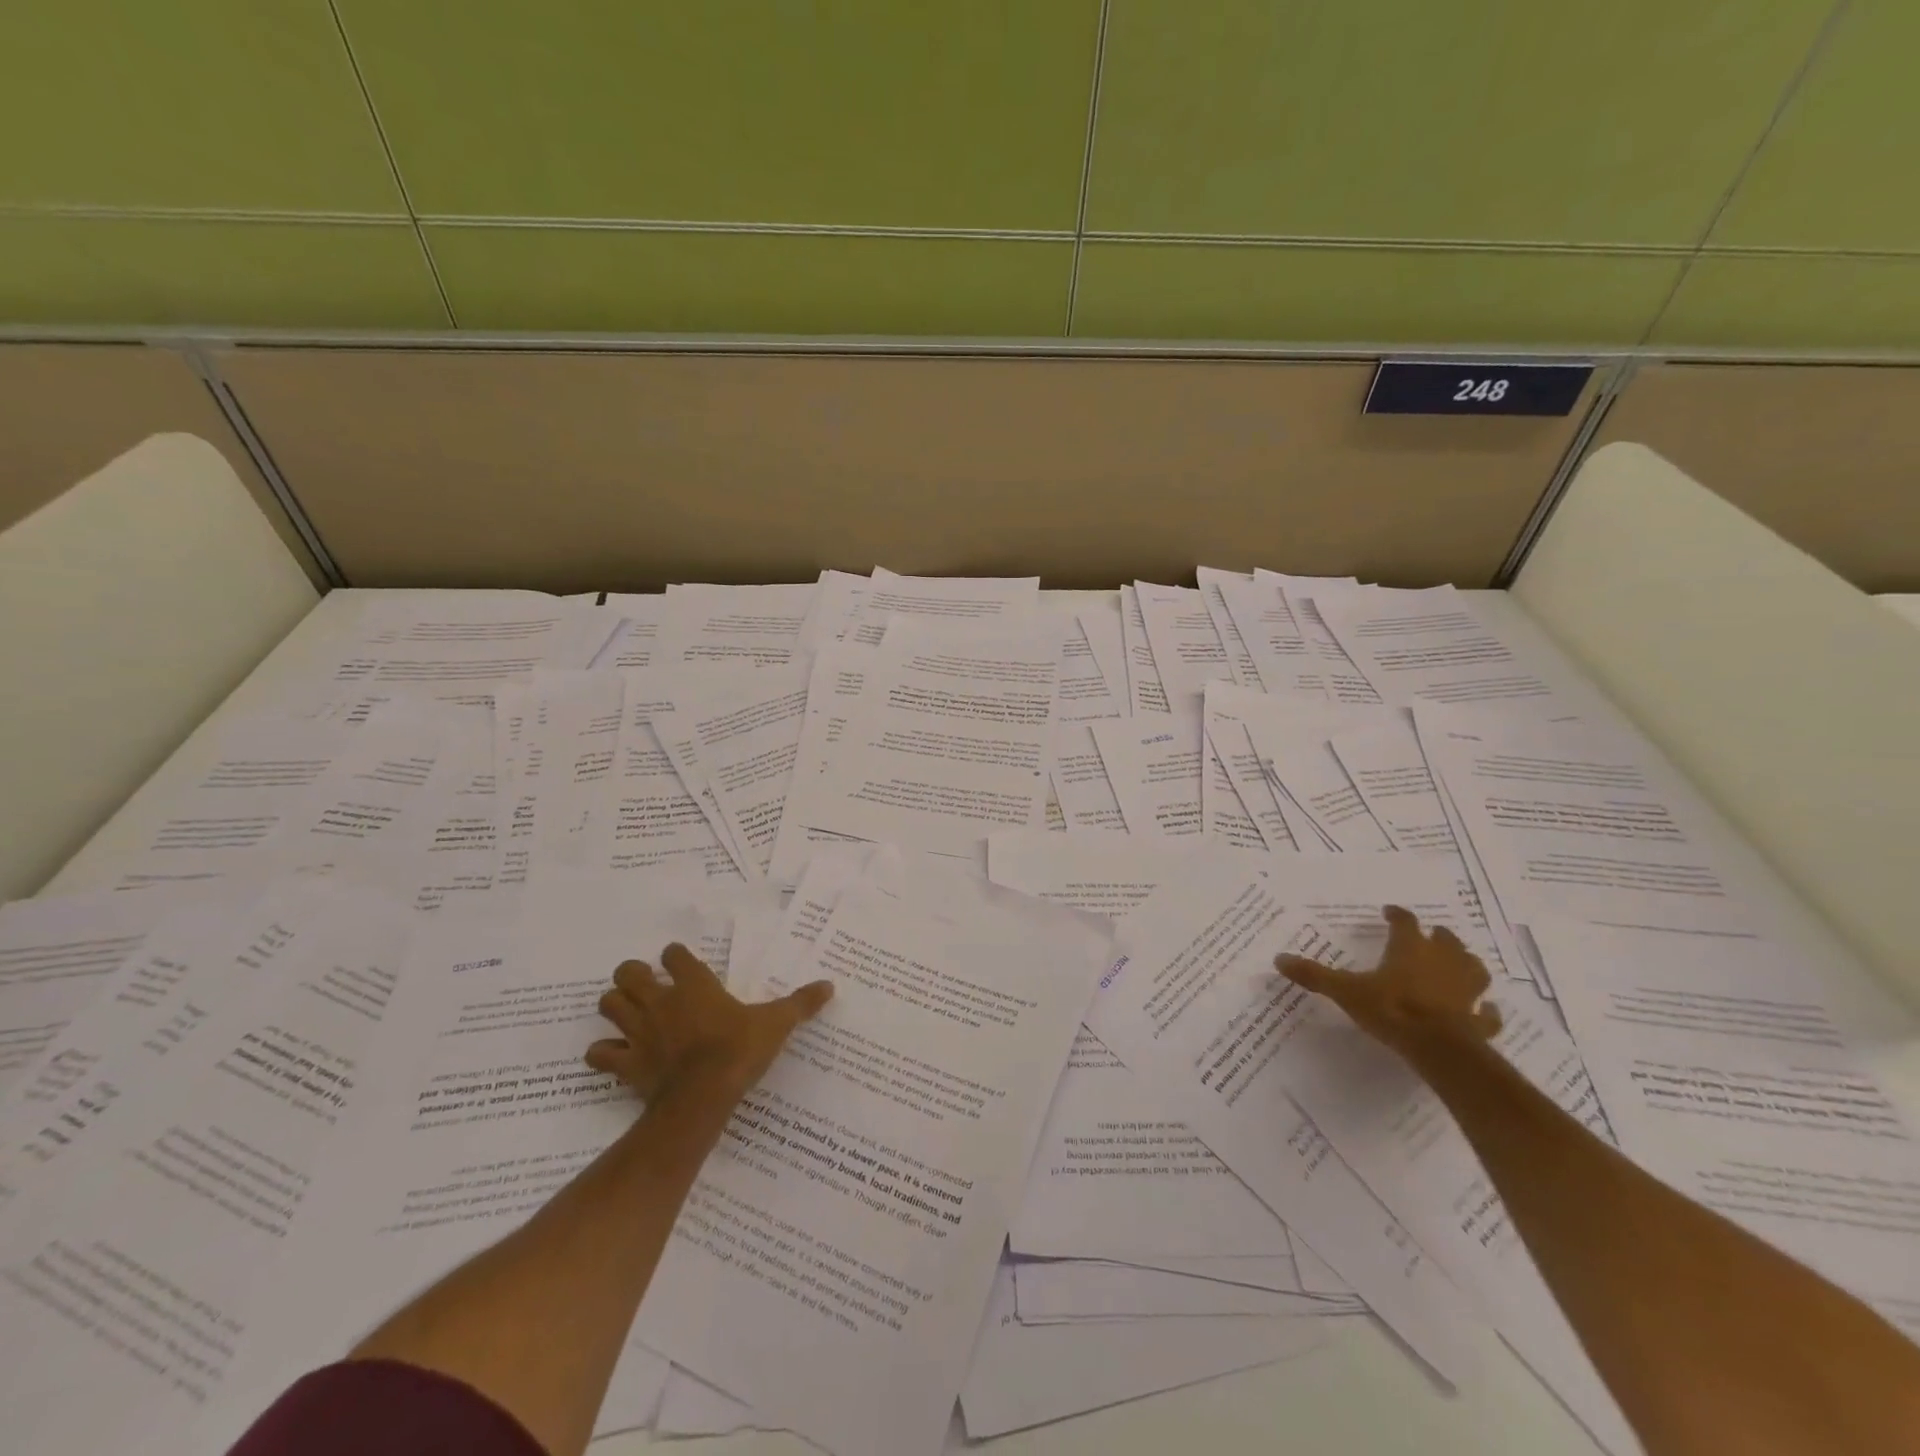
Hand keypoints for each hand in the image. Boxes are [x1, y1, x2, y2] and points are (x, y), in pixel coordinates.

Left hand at [587, 943, 832, 1107]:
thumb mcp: (776, 1023)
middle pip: (628, 973)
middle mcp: (661, 1000)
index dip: (675, 956)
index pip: (675, 955)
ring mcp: (638, 1031)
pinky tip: (614, 1055)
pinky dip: (602, 1053)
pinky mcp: (625, 1062)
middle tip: (647, 985)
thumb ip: (800, 1003)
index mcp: (694, 985)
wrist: (703, 1096)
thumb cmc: (739, 1051)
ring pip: (608, 1005)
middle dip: (632, 975)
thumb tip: (829, 985)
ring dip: (615, 1006)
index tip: (681, 962)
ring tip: (628, 1013)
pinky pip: (598, 1053)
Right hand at [1276, 905, 1501, 1061]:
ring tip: (1459, 965)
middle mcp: (1442, 961)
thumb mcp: (1345, 990)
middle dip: (1437, 937)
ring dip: (1466, 964)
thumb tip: (1278, 958)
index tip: (1389, 913)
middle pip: (1446, 940)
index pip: (1405, 922)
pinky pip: (1488, 1013)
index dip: (1398, 916)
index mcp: (1410, 948)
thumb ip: (1314, 975)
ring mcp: (1466, 990)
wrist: (1438, 1048)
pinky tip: (1484, 1011)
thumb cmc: (1392, 1009)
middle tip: (1428, 936)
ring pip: (1473, 968)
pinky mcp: (1480, 1019)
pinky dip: (1486, 1010)